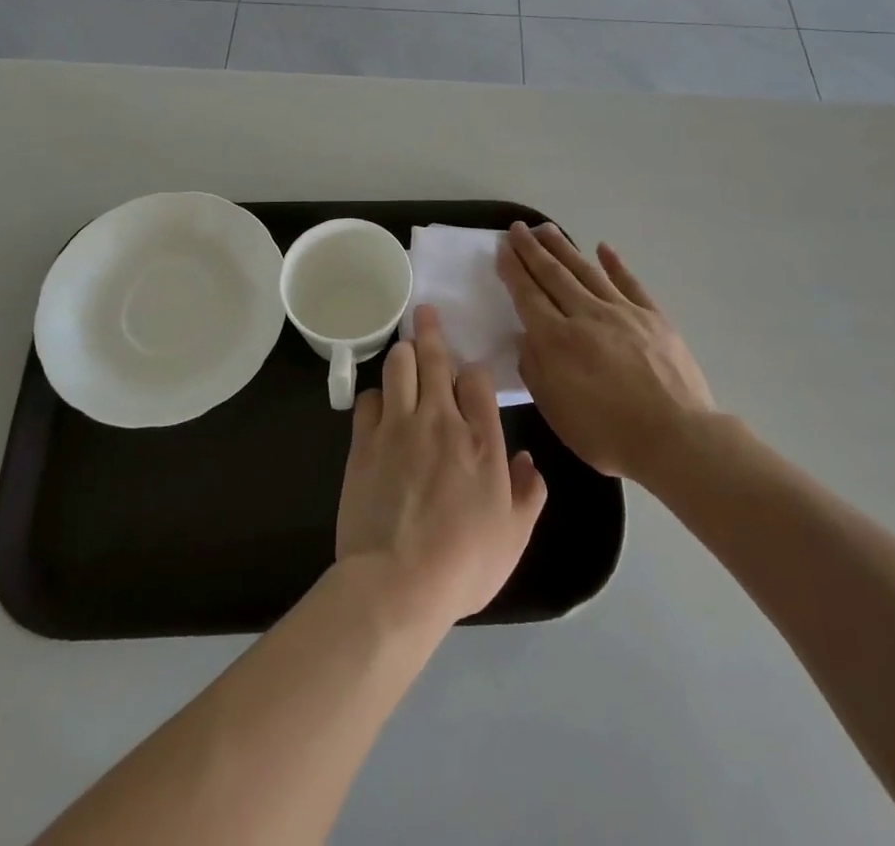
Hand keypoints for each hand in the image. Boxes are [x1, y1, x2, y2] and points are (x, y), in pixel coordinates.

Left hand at [335, 305, 548, 626]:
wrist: (397, 583)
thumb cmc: (463, 564)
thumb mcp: (514, 537)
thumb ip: (529, 494)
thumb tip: (530, 460)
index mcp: (482, 440)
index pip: (478, 380)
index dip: (474, 371)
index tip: (470, 375)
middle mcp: (440, 420)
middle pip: (436, 358)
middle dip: (432, 330)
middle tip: (426, 311)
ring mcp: (399, 426)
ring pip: (399, 365)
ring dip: (404, 353)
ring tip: (405, 349)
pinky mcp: (364, 441)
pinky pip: (369, 398)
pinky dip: (377, 395)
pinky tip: (381, 403)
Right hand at [497, 223, 715, 482]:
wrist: (677, 438)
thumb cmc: (609, 434)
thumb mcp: (557, 412)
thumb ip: (536, 371)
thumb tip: (528, 338)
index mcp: (557, 340)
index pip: (529, 296)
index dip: (514, 270)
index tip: (503, 248)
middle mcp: (586, 315)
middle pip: (554, 275)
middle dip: (532, 250)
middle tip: (518, 229)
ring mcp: (622, 311)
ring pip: (586, 271)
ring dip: (564, 248)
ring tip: (547, 229)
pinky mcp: (653, 316)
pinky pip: (629, 282)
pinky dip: (615, 263)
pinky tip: (603, 247)